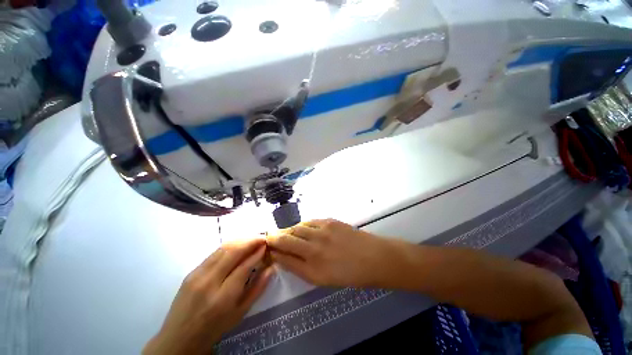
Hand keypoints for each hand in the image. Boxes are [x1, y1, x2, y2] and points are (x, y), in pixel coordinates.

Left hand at [143, 239, 272, 354]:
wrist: (179, 337)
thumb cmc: (214, 328)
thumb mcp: (240, 313)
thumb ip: (258, 288)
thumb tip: (271, 268)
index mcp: (223, 297)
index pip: (244, 266)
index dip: (257, 253)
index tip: (266, 245)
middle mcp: (209, 282)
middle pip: (233, 252)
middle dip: (250, 241)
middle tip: (262, 238)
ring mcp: (197, 275)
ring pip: (223, 249)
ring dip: (240, 240)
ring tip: (252, 238)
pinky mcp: (191, 272)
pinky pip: (214, 253)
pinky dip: (229, 246)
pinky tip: (237, 245)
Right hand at [266, 219, 391, 287]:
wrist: (374, 257)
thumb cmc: (351, 274)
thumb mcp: (324, 279)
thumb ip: (303, 268)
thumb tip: (286, 258)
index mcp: (313, 270)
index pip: (285, 258)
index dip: (273, 253)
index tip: (267, 249)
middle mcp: (315, 249)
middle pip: (286, 240)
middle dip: (274, 238)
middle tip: (268, 236)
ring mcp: (322, 232)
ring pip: (296, 228)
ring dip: (287, 230)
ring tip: (283, 232)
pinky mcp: (329, 221)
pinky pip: (309, 221)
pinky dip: (301, 224)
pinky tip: (300, 227)